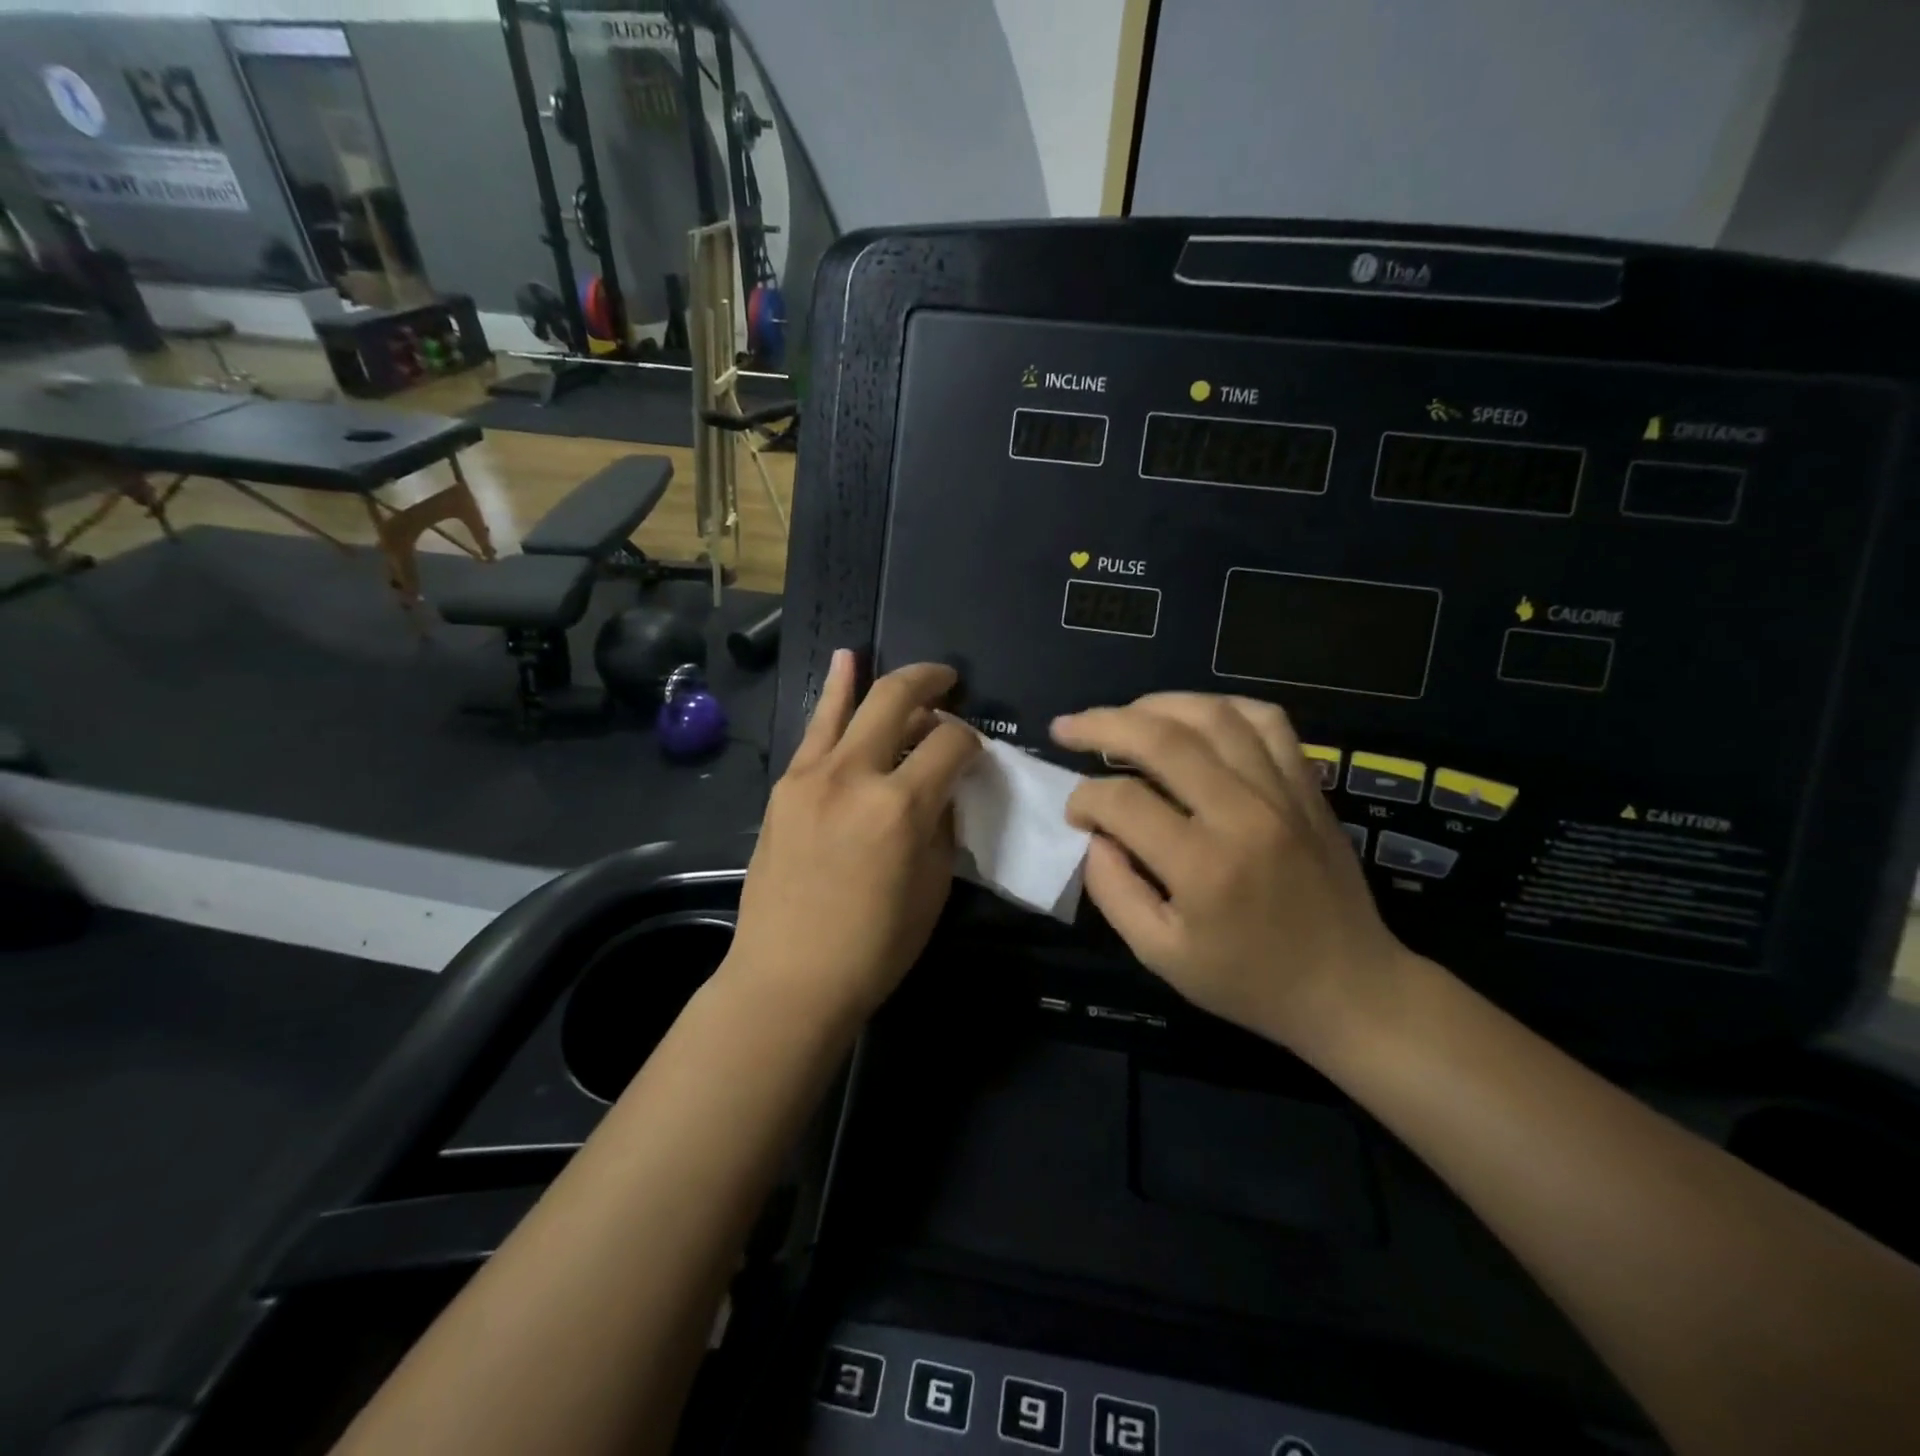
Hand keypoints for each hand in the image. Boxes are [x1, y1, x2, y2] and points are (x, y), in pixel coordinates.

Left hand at [725, 652, 980, 1024]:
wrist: (789, 977)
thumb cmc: (875, 945)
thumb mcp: (934, 886)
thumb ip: (943, 823)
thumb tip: (945, 786)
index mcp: (901, 806)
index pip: (951, 743)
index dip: (971, 741)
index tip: (974, 755)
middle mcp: (854, 775)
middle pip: (898, 699)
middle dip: (932, 682)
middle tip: (951, 682)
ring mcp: (811, 775)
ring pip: (850, 703)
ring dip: (882, 678)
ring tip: (912, 671)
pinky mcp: (785, 785)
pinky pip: (816, 729)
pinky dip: (835, 692)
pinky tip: (845, 664)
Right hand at [1050, 693, 1411, 1054]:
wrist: (1349, 988)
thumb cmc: (1248, 981)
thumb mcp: (1160, 955)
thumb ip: (1113, 890)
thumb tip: (1093, 835)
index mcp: (1202, 865)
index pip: (1122, 801)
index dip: (1084, 799)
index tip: (1075, 814)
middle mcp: (1243, 813)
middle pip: (1162, 738)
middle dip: (1101, 725)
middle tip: (1066, 729)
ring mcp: (1282, 792)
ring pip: (1213, 716)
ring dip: (1156, 705)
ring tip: (1123, 716)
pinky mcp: (1308, 786)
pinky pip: (1267, 721)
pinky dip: (1223, 706)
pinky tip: (1194, 716)